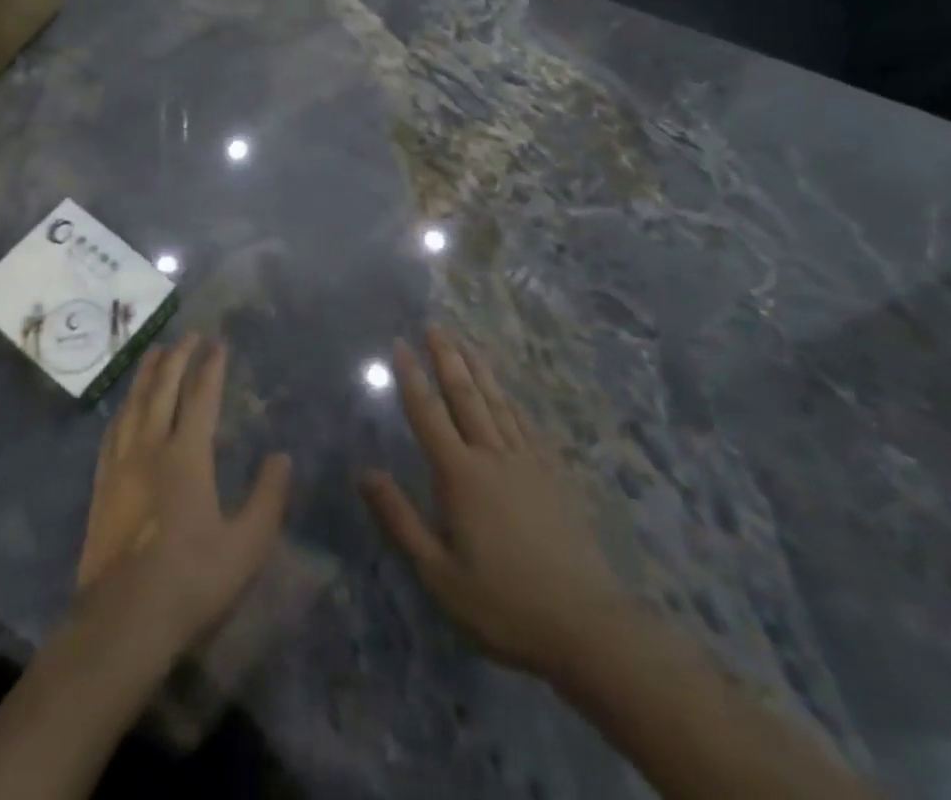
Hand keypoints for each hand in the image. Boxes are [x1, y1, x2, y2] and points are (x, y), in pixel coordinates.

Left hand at [77, 334, 291, 658]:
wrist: (122, 621)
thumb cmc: (190, 581)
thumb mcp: (246, 546)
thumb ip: (268, 498)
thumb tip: (282, 456)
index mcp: (187, 456)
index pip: (200, 397)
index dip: (210, 367)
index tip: (218, 343)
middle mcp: (151, 447)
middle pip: (162, 389)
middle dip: (177, 357)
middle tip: (188, 335)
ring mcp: (121, 465)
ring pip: (133, 403)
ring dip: (146, 373)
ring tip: (155, 352)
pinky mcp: (102, 486)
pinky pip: (112, 431)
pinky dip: (123, 408)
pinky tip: (124, 407)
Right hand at [360, 329, 628, 681]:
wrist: (586, 625)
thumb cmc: (503, 603)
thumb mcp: (439, 574)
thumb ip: (401, 519)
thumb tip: (365, 473)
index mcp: (460, 476)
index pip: (428, 414)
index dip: (411, 377)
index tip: (399, 344)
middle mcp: (492, 456)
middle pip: (465, 395)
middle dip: (447, 357)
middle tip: (434, 326)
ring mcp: (527, 462)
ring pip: (497, 402)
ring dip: (478, 369)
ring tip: (466, 341)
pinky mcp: (552, 475)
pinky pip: (526, 425)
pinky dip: (511, 401)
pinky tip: (507, 393)